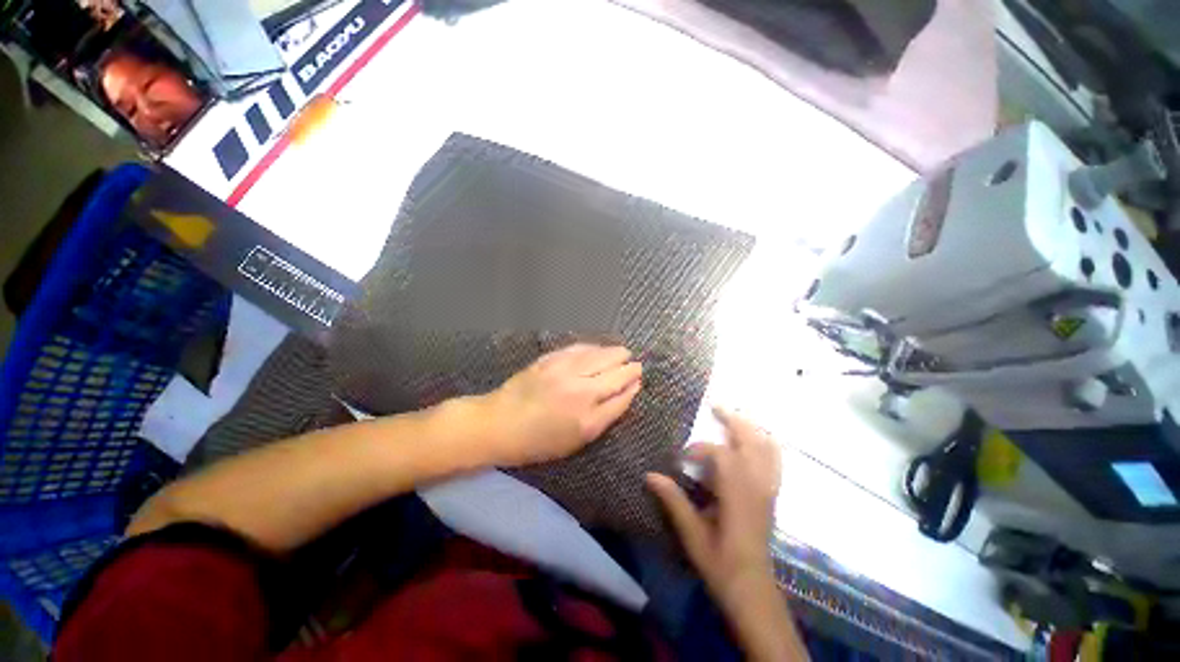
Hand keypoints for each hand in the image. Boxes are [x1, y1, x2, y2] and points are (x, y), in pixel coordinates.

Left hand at [476, 343, 642, 466]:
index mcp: (588, 420)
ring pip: (600, 356)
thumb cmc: (539, 441)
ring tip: (623, 352)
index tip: (639, 380)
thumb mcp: (576, 441)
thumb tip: (624, 393)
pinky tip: (599, 348)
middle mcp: (581, 392)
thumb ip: (603, 417)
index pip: (621, 397)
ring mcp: (565, 372)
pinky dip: (594, 348)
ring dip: (615, 353)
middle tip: (636, 364)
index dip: (633, 386)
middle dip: (629, 367)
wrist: (499, 423)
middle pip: (615, 374)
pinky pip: (580, 349)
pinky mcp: (551, 360)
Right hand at [647, 407, 781, 605]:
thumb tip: (650, 475)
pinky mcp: (771, 495)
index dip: (698, 449)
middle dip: (733, 420)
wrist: (753, 590)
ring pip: (767, 447)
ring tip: (734, 416)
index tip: (681, 458)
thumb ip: (673, 501)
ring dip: (751, 428)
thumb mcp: (692, 535)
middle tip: (716, 406)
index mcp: (737, 493)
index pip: (720, 454)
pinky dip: (766, 444)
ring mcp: (768, 489)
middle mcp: (757, 485)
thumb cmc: (720, 563)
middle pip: (751, 440)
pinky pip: (775, 461)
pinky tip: (755, 439)